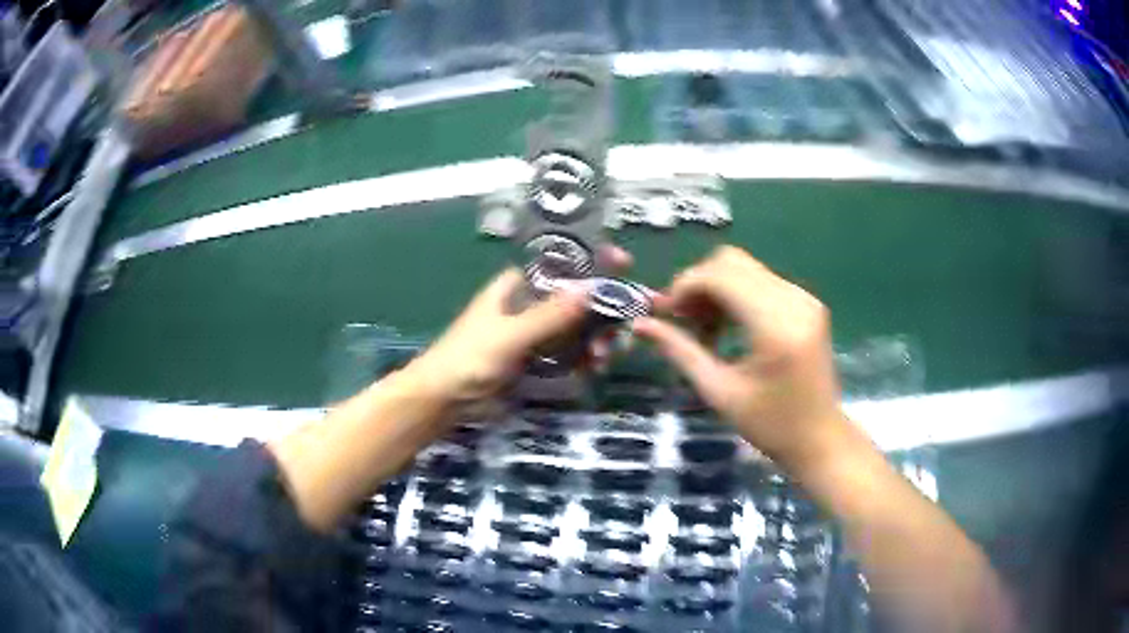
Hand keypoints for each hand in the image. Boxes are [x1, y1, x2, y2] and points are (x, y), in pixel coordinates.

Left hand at [406, 246, 632, 407]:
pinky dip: (584, 359)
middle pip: (576, 298)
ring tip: (606, 356)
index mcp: (517, 287)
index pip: (562, 265)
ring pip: (577, 327)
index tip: (624, 263)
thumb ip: (549, 315)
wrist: (445, 400)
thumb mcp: (510, 336)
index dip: (592, 261)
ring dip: (596, 337)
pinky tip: (596, 368)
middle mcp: (530, 305)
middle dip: (602, 309)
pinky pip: (569, 354)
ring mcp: (535, 334)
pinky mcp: (538, 361)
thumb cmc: (469, 358)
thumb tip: (591, 288)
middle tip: (626, 324)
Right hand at [634, 246, 843, 468]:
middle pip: (732, 262)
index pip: (720, 275)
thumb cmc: (770, 425)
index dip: (685, 286)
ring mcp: (804, 298)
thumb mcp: (719, 392)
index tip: (665, 314)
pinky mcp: (807, 303)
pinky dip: (736, 295)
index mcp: (775, 324)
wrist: (820, 438)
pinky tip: (728, 326)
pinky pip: (762, 281)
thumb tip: (640, 325)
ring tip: (704, 328)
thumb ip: (680, 352)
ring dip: (716, 288)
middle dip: (698, 284)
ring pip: (746, 268)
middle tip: (682, 319)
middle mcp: (793, 300)